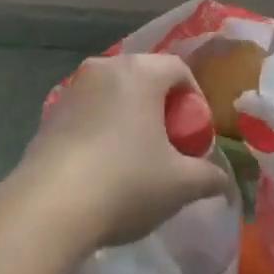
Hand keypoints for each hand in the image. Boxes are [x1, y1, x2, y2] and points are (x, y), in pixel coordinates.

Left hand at [19, 54, 236, 249]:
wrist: (50, 205)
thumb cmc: (126, 183)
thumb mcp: (180, 185)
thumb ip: (209, 177)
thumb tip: (223, 181)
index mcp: (140, 72)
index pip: (178, 69)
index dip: (195, 98)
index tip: (196, 133)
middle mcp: (105, 68)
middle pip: (144, 76)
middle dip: (162, 106)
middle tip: (170, 144)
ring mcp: (73, 87)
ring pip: (113, 93)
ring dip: (129, 115)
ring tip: (136, 156)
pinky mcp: (50, 112)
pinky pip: (88, 110)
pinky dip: (102, 127)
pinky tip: (103, 165)